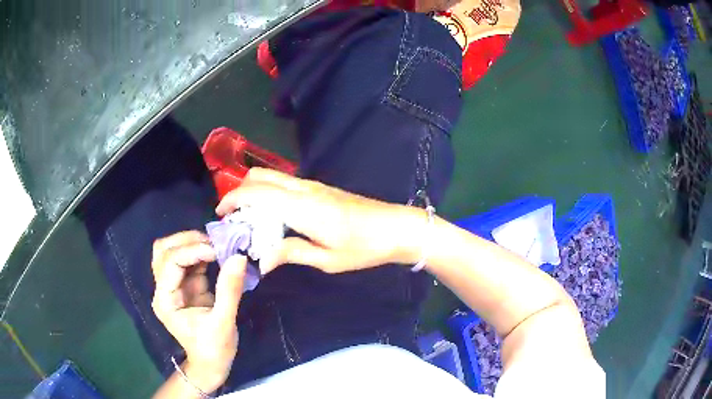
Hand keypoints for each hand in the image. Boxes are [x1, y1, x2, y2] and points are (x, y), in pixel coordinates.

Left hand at [151, 231, 246, 392]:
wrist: (211, 364)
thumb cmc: (214, 349)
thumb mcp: (224, 323)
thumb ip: (229, 290)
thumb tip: (239, 257)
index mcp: (165, 300)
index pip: (170, 262)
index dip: (192, 251)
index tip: (218, 250)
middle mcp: (163, 289)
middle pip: (163, 250)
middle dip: (187, 241)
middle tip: (213, 242)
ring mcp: (172, 286)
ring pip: (171, 251)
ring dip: (191, 243)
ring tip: (214, 245)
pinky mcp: (185, 285)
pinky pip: (187, 260)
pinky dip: (200, 252)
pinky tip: (216, 253)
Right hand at [216, 168, 420, 273]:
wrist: (395, 227)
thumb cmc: (363, 247)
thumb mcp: (327, 259)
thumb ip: (291, 253)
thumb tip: (261, 259)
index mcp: (302, 207)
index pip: (257, 193)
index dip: (233, 200)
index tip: (220, 215)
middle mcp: (303, 189)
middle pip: (260, 176)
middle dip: (239, 191)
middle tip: (232, 217)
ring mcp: (312, 186)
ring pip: (272, 177)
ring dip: (254, 191)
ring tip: (248, 219)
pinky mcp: (319, 188)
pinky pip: (285, 184)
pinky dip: (269, 193)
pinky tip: (271, 216)